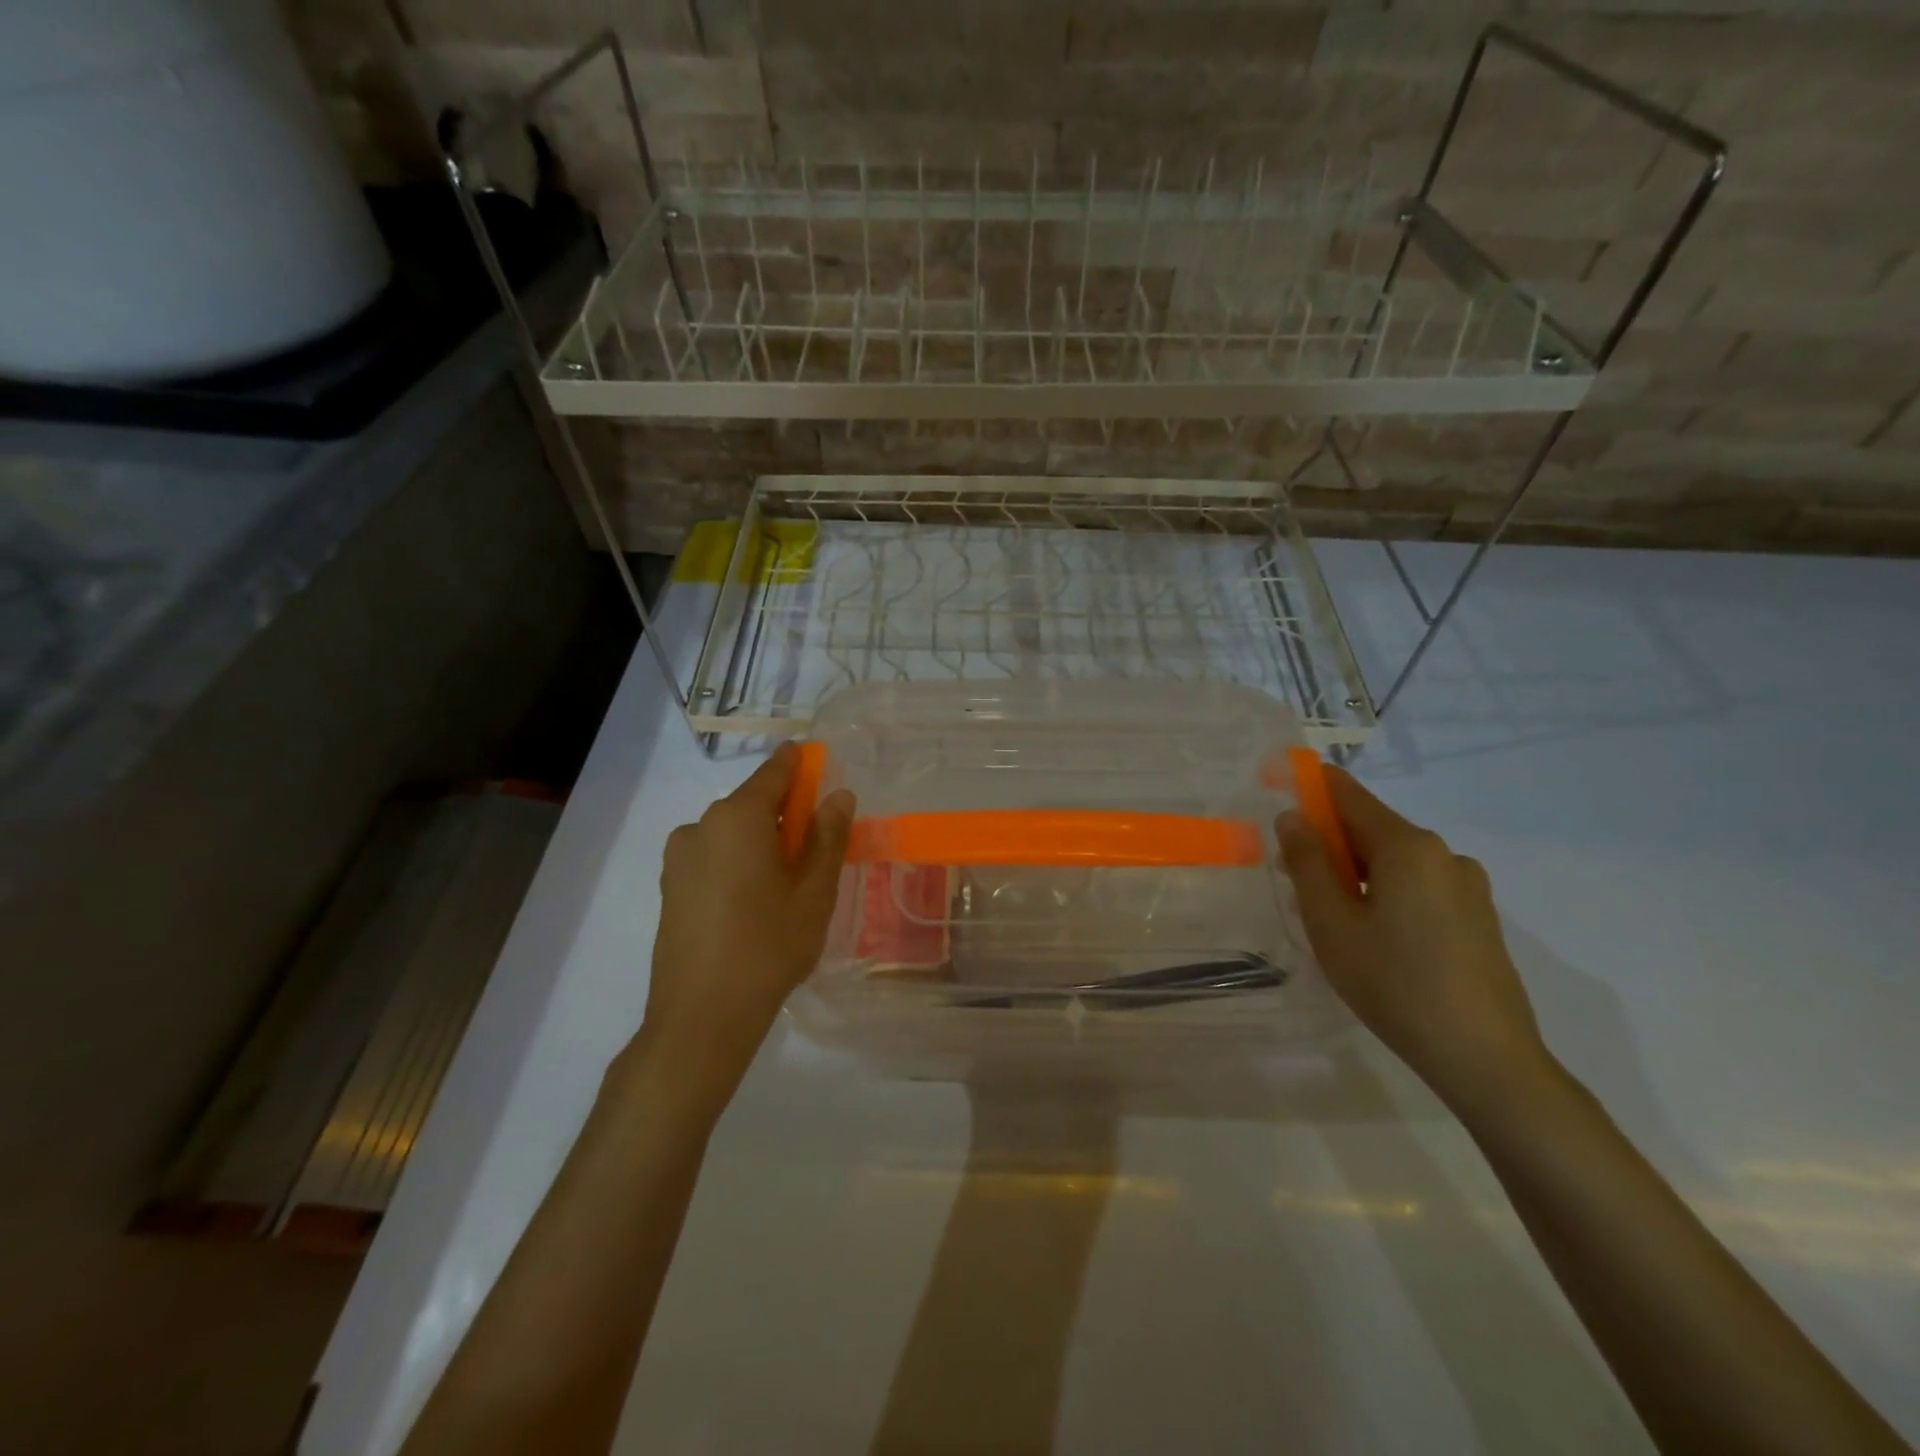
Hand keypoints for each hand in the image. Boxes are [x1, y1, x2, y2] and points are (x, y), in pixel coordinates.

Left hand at [631, 744, 854, 1118]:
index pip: (776, 772)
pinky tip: (752, 906)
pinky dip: (737, 864)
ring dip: (760, 843)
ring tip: (785, 888)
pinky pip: (712, 858)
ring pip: (732, 833)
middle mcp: (702, 825)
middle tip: (815, 849)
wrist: (701, 1017)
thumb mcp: (814, 892)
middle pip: (753, 804)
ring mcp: (679, 857)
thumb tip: (838, 795)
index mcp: (739, 817)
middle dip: (786, 815)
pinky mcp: (669, 887)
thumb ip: (828, 837)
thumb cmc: (769, 947)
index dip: (801, 765)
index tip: (821, 767)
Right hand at [1278, 767, 1552, 1115]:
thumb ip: (1308, 863)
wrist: (1485, 1058)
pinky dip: (1387, 894)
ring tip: (1333, 919)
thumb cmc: (1394, 984)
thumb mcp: (1332, 923)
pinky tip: (1375, 938)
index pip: (1350, 796)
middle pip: (1373, 830)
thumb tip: (1292, 816)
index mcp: (1408, 847)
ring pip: (1396, 862)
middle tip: (1294, 876)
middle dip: (1330, 842)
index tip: (1282, 785)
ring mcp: (1467, 886)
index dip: (1313, 786)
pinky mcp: (1478, 917)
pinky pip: (1419, 887)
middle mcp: (1443, 854)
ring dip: (1358, 873)